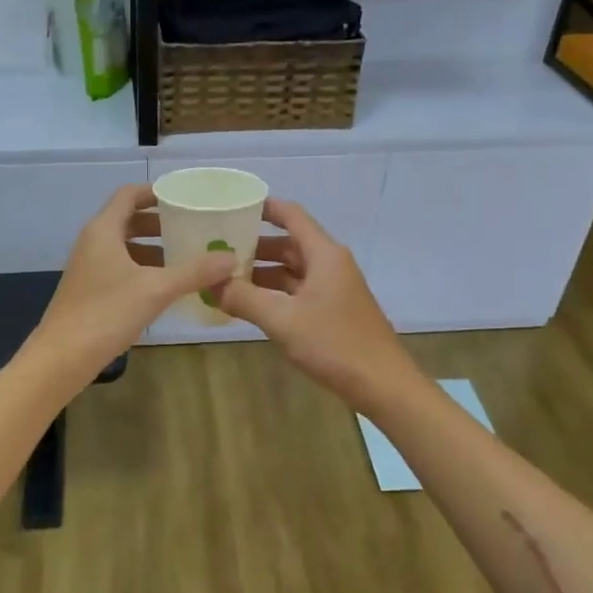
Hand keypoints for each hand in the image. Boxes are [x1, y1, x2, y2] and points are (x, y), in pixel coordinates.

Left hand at [31, 185, 234, 382]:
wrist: (62, 358)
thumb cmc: (106, 313)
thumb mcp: (156, 290)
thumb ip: (194, 272)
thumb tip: (231, 258)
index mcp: (103, 230)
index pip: (129, 195)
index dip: (155, 191)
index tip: (184, 196)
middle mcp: (92, 242)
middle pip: (127, 220)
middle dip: (159, 222)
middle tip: (191, 228)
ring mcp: (88, 268)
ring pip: (124, 247)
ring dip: (152, 248)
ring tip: (185, 257)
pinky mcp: (89, 291)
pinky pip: (119, 268)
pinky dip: (142, 269)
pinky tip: (164, 287)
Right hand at [216, 199, 418, 411]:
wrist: (382, 384)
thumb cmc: (334, 344)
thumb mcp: (282, 320)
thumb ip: (244, 298)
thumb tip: (209, 282)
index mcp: (324, 254)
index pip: (291, 216)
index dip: (263, 208)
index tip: (232, 207)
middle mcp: (330, 264)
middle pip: (289, 243)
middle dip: (254, 245)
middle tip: (217, 249)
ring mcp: (333, 288)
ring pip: (292, 270)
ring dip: (262, 273)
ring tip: (225, 277)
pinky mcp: (333, 310)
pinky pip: (298, 291)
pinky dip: (274, 293)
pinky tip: (249, 304)